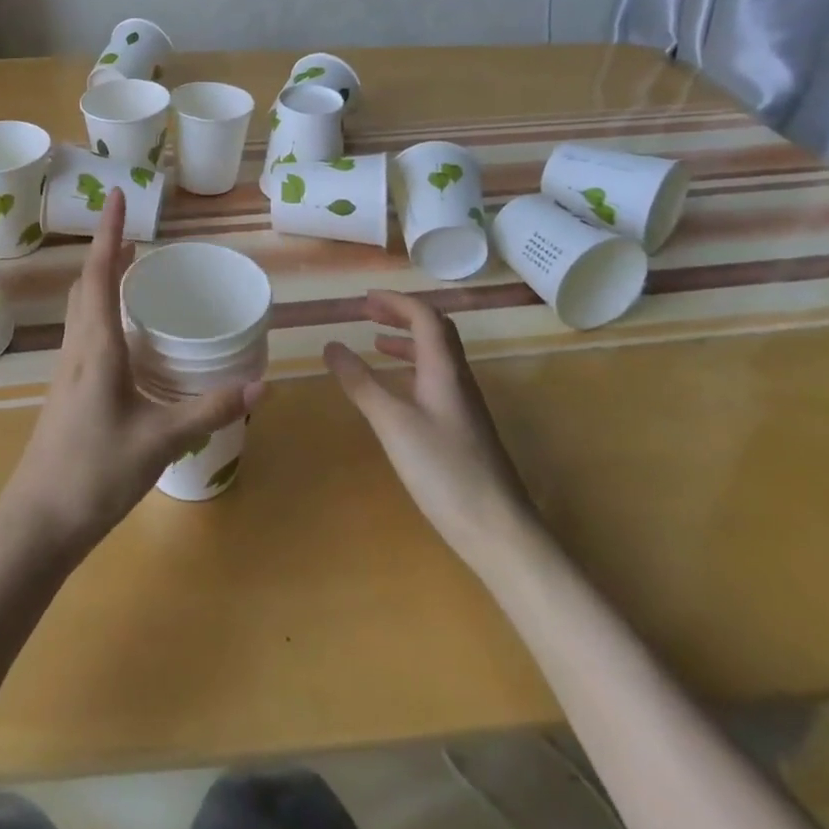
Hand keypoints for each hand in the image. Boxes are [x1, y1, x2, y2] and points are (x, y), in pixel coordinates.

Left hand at [0, 188, 261, 564]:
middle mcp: (77, 350)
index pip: (100, 274)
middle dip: (107, 253)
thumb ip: (209, 411)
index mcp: (95, 347)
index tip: (117, 195)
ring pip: (81, 310)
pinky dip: (102, 313)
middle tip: (136, 236)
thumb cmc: (94, 473)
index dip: (108, 231)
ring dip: (102, 281)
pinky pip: (84, 334)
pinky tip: (125, 337)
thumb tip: (260, 385)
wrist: (37, 524)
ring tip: (132, 273)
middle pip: (86, 286)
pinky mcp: (67, 393)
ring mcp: (67, 372)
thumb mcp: (160, 441)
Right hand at [323, 291, 530, 561]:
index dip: (395, 301)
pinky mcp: (463, 428)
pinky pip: (436, 380)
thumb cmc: (444, 470)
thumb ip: (361, 382)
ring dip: (407, 341)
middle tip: (368, 313)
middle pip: (435, 330)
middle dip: (401, 315)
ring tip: (376, 344)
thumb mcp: (392, 423)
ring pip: (437, 356)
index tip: (363, 298)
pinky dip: (412, 370)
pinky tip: (397, 391)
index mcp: (444, 369)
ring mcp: (464, 405)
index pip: (424, 316)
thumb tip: (330, 345)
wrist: (498, 530)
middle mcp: (458, 378)